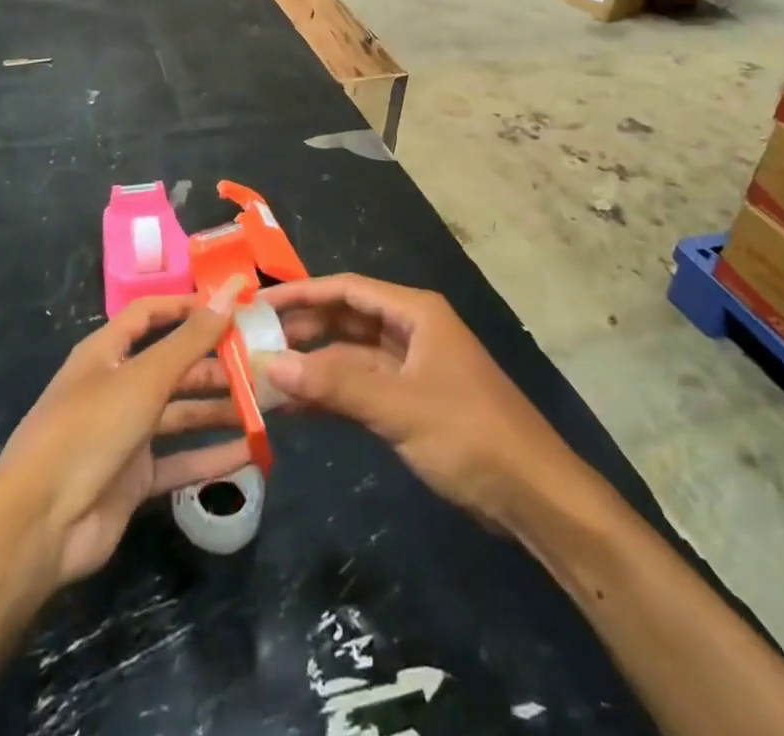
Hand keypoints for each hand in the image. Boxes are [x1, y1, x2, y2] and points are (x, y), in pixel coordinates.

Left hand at [0, 283, 251, 586]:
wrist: (39, 526)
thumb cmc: (90, 430)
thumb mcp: (144, 378)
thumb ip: (191, 338)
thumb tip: (230, 291)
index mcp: (107, 353)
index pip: (150, 314)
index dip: (187, 306)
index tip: (232, 307)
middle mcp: (116, 387)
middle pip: (173, 366)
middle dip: (216, 364)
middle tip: (263, 363)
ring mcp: (125, 434)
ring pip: (181, 413)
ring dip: (220, 409)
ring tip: (267, 405)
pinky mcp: (134, 478)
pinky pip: (180, 460)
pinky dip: (212, 456)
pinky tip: (251, 453)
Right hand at [260, 274, 579, 532]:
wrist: (532, 494)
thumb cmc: (470, 433)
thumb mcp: (400, 406)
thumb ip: (335, 385)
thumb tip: (269, 364)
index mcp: (415, 312)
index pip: (347, 290)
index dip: (302, 293)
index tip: (258, 303)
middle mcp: (410, 330)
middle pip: (346, 320)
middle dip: (302, 329)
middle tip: (251, 341)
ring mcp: (410, 368)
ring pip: (349, 355)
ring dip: (312, 364)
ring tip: (262, 373)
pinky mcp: (409, 402)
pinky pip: (359, 388)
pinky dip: (330, 394)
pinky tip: (293, 406)